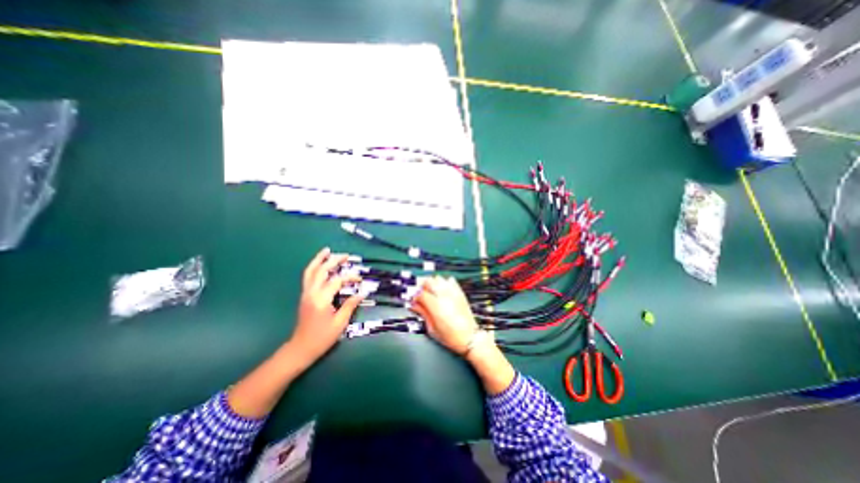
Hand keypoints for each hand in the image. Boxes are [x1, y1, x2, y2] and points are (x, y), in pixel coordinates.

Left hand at [288, 250, 361, 365]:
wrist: (301, 348)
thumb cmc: (322, 337)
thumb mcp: (340, 323)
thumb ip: (350, 305)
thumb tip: (361, 293)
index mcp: (321, 299)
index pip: (337, 281)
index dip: (350, 277)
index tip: (360, 280)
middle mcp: (311, 293)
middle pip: (322, 270)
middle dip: (334, 261)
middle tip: (346, 255)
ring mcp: (306, 293)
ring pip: (311, 271)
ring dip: (319, 259)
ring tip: (327, 251)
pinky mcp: (305, 295)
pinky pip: (308, 276)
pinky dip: (314, 267)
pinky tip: (320, 264)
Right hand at [407, 276, 476, 354]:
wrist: (470, 337)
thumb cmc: (450, 336)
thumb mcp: (432, 329)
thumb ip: (422, 313)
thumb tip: (413, 305)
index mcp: (435, 305)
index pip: (420, 292)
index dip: (414, 296)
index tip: (413, 301)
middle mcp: (443, 295)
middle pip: (428, 281)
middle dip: (421, 285)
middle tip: (419, 293)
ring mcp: (452, 292)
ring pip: (438, 278)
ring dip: (432, 282)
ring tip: (430, 291)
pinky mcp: (459, 292)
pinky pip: (450, 280)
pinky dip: (443, 282)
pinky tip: (442, 290)